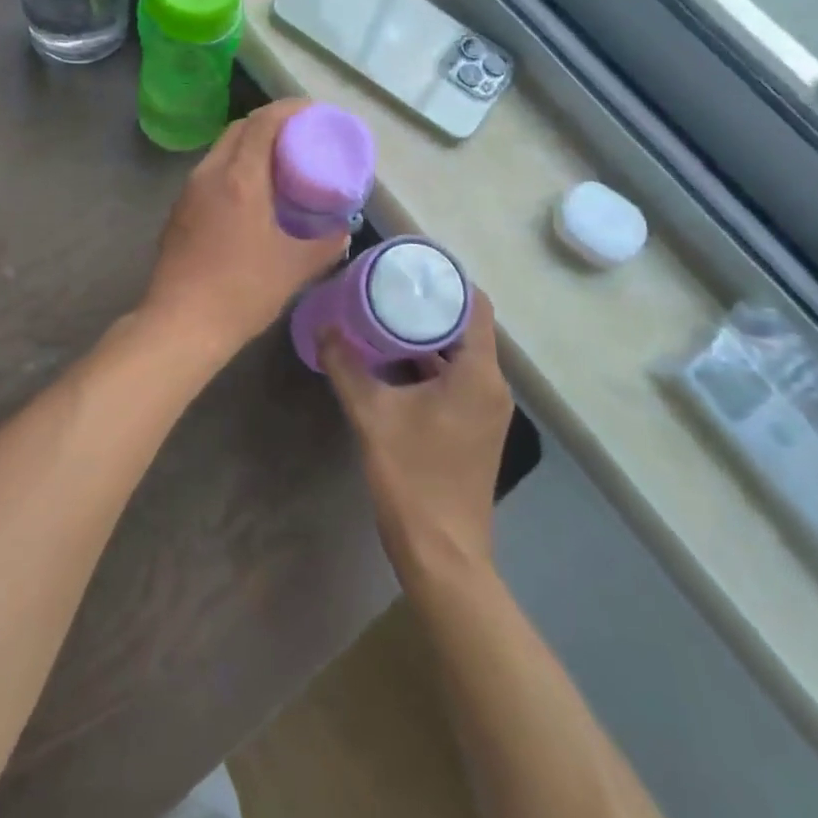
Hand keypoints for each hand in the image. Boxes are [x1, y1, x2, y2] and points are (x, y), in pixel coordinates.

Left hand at [138, 99, 348, 368]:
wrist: (181, 324)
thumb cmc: (242, 291)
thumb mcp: (295, 268)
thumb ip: (325, 244)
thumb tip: (342, 231)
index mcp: (240, 178)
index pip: (262, 122)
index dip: (288, 109)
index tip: (312, 111)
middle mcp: (209, 175)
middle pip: (238, 129)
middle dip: (268, 123)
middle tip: (298, 136)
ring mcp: (188, 193)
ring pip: (220, 151)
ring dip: (247, 146)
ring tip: (276, 164)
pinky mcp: (177, 213)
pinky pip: (209, 175)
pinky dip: (232, 169)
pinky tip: (248, 195)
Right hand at [321, 290, 511, 584]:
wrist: (442, 553)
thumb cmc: (412, 477)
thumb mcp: (371, 414)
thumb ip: (346, 365)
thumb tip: (324, 325)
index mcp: (478, 375)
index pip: (476, 307)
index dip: (449, 281)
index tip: (412, 265)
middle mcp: (492, 387)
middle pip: (467, 328)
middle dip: (429, 307)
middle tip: (388, 286)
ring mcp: (486, 411)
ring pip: (459, 356)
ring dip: (426, 337)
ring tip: (384, 315)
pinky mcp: (474, 429)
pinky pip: (456, 380)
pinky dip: (429, 365)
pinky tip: (391, 361)